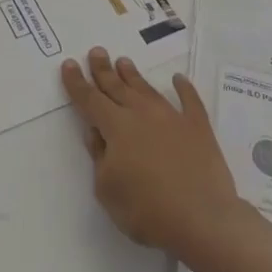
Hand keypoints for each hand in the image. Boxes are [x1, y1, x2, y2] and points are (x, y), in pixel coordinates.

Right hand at [61, 47, 239, 257]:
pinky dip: (184, 88)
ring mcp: (172, 118)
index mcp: (116, 127)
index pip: (89, 99)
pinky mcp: (198, 128)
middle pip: (117, 87)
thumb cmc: (147, 210)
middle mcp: (141, 114)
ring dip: (133, 75)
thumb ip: (99, 157)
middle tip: (97, 51)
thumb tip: (97, 133)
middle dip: (103, 69)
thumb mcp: (107, 189)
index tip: (69, 64)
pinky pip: (190, 101)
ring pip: (147, 89)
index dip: (77, 83)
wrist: (203, 220)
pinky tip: (178, 79)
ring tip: (123, 61)